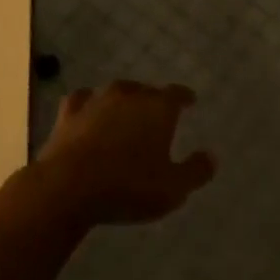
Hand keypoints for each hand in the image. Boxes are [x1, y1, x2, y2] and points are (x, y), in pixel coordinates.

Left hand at [34, 80, 215, 225]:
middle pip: (146, 91)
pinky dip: (89, 104)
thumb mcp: (172, 189)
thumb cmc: (128, 186)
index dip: (184, 97)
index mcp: (158, 108)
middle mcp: (129, 96)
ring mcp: (97, 101)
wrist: (68, 187)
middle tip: (156, 114)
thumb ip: (195, 171)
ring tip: (126, 111)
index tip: (189, 100)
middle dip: (153, 100)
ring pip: (116, 92)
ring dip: (123, 100)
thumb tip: (211, 157)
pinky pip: (83, 100)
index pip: (176, 94)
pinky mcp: (69, 113)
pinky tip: (88, 111)